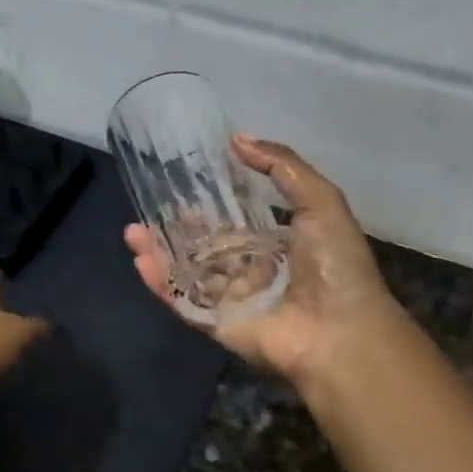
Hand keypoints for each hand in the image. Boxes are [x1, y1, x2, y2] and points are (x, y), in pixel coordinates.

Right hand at [124, 135, 411, 386]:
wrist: (340, 332)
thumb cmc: (334, 264)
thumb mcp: (320, 201)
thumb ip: (282, 166)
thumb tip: (237, 139)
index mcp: (279, 246)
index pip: (237, 224)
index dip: (211, 207)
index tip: (186, 187)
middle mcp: (253, 272)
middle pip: (206, 248)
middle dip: (178, 230)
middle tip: (152, 208)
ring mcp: (232, 300)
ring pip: (188, 272)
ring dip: (159, 252)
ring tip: (132, 232)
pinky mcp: (217, 324)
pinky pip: (183, 301)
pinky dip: (161, 283)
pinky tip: (140, 261)